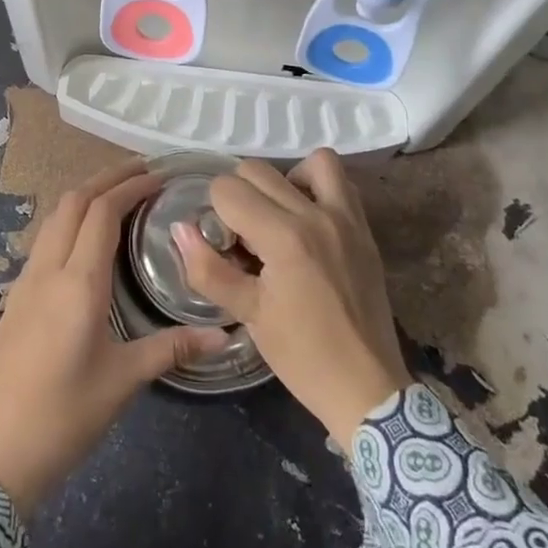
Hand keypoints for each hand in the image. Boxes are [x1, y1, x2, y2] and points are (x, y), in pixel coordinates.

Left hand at [0, 160, 230, 513]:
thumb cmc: (65, 415)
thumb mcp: (124, 380)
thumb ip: (173, 348)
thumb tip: (225, 335)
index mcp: (77, 283)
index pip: (101, 212)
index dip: (129, 186)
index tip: (159, 176)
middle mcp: (47, 270)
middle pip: (72, 203)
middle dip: (106, 179)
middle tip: (143, 172)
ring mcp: (25, 282)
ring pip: (53, 218)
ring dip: (84, 197)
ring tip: (118, 195)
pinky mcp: (16, 298)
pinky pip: (44, 240)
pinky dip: (69, 220)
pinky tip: (86, 239)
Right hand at [176, 149, 410, 448]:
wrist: (366, 386)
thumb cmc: (302, 355)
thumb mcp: (247, 314)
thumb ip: (208, 268)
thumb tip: (180, 229)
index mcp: (283, 237)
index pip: (228, 189)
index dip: (215, 213)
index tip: (224, 246)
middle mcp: (316, 214)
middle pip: (258, 170)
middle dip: (239, 196)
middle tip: (245, 237)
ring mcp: (347, 218)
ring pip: (309, 161)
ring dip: (285, 180)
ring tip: (278, 216)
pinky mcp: (365, 228)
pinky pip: (341, 182)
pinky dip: (318, 187)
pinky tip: (307, 221)